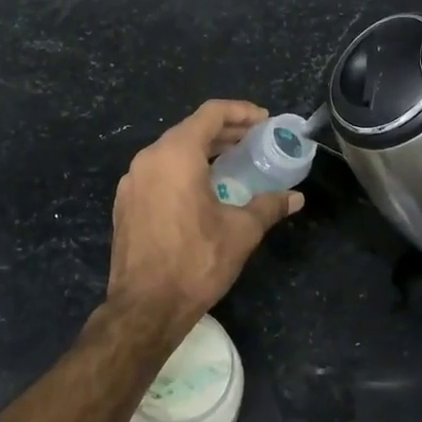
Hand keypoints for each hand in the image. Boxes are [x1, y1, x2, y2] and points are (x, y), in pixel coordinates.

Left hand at [107, 100, 303, 329]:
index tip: (264, 121)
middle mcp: (149, 159)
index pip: (211, 114)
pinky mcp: (125, 203)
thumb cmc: (195, 262)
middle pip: (190, 130)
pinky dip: (183, 170)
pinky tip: (203, 190)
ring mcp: (132, 181)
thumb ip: (268, 206)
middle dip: (225, 132)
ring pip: (172, 151)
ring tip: (234, 163)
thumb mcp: (241, 232)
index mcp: (175, 155)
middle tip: (255, 141)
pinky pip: (158, 172)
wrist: (144, 309)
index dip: (241, 112)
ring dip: (204, 151)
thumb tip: (296, 198)